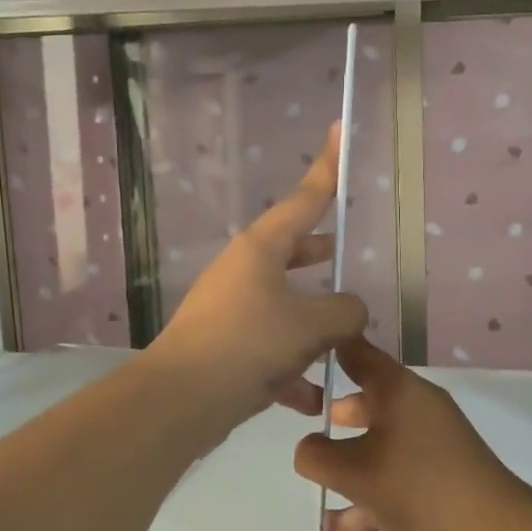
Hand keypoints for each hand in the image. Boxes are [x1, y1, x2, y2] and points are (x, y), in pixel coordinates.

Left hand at [148, 124, 367, 424]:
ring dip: (313, 320)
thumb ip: (344, 311)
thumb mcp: (310, 324)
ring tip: (347, 337)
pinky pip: (270, 349)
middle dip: (320, 252)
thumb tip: (351, 310)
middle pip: (291, 250)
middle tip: (346, 250)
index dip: (327, 166)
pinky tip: (317, 398)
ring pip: (284, 303)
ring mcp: (232, 308)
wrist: (180, 400)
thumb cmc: (248, 344)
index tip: (338, 130)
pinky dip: (293, 368)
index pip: (305, 198)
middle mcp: (244, 271)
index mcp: (261, 248)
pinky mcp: (226, 347)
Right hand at [293, 337, 531, 530]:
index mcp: (398, 389)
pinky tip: (338, 523)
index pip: (358, 352)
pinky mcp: (442, 476)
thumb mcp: (353, 472)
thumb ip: (317, 456)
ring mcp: (433, 442)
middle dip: (337, 411)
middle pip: (370, 398)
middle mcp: (417, 406)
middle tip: (306, 420)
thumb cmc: (416, 486)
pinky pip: (396, 475)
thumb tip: (308, 448)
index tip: (300, 351)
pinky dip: (369, 491)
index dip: (329, 347)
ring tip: (317, 476)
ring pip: (381, 440)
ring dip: (349, 457)